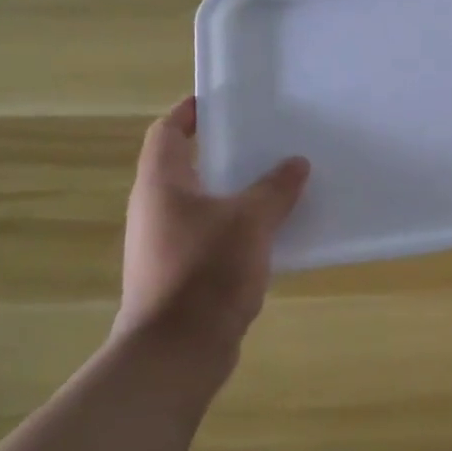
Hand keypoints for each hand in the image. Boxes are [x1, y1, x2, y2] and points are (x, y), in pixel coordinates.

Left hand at [115, 98, 309, 381]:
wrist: (177, 350)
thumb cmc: (206, 272)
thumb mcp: (250, 221)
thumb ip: (275, 189)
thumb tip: (296, 162)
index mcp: (161, 184)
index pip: (167, 132)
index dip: (190, 112)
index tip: (222, 101)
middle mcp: (155, 209)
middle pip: (186, 166)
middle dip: (223, 151)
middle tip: (264, 139)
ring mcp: (165, 243)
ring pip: (202, 203)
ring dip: (234, 191)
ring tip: (276, 180)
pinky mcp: (180, 272)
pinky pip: (211, 234)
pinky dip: (236, 225)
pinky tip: (271, 231)